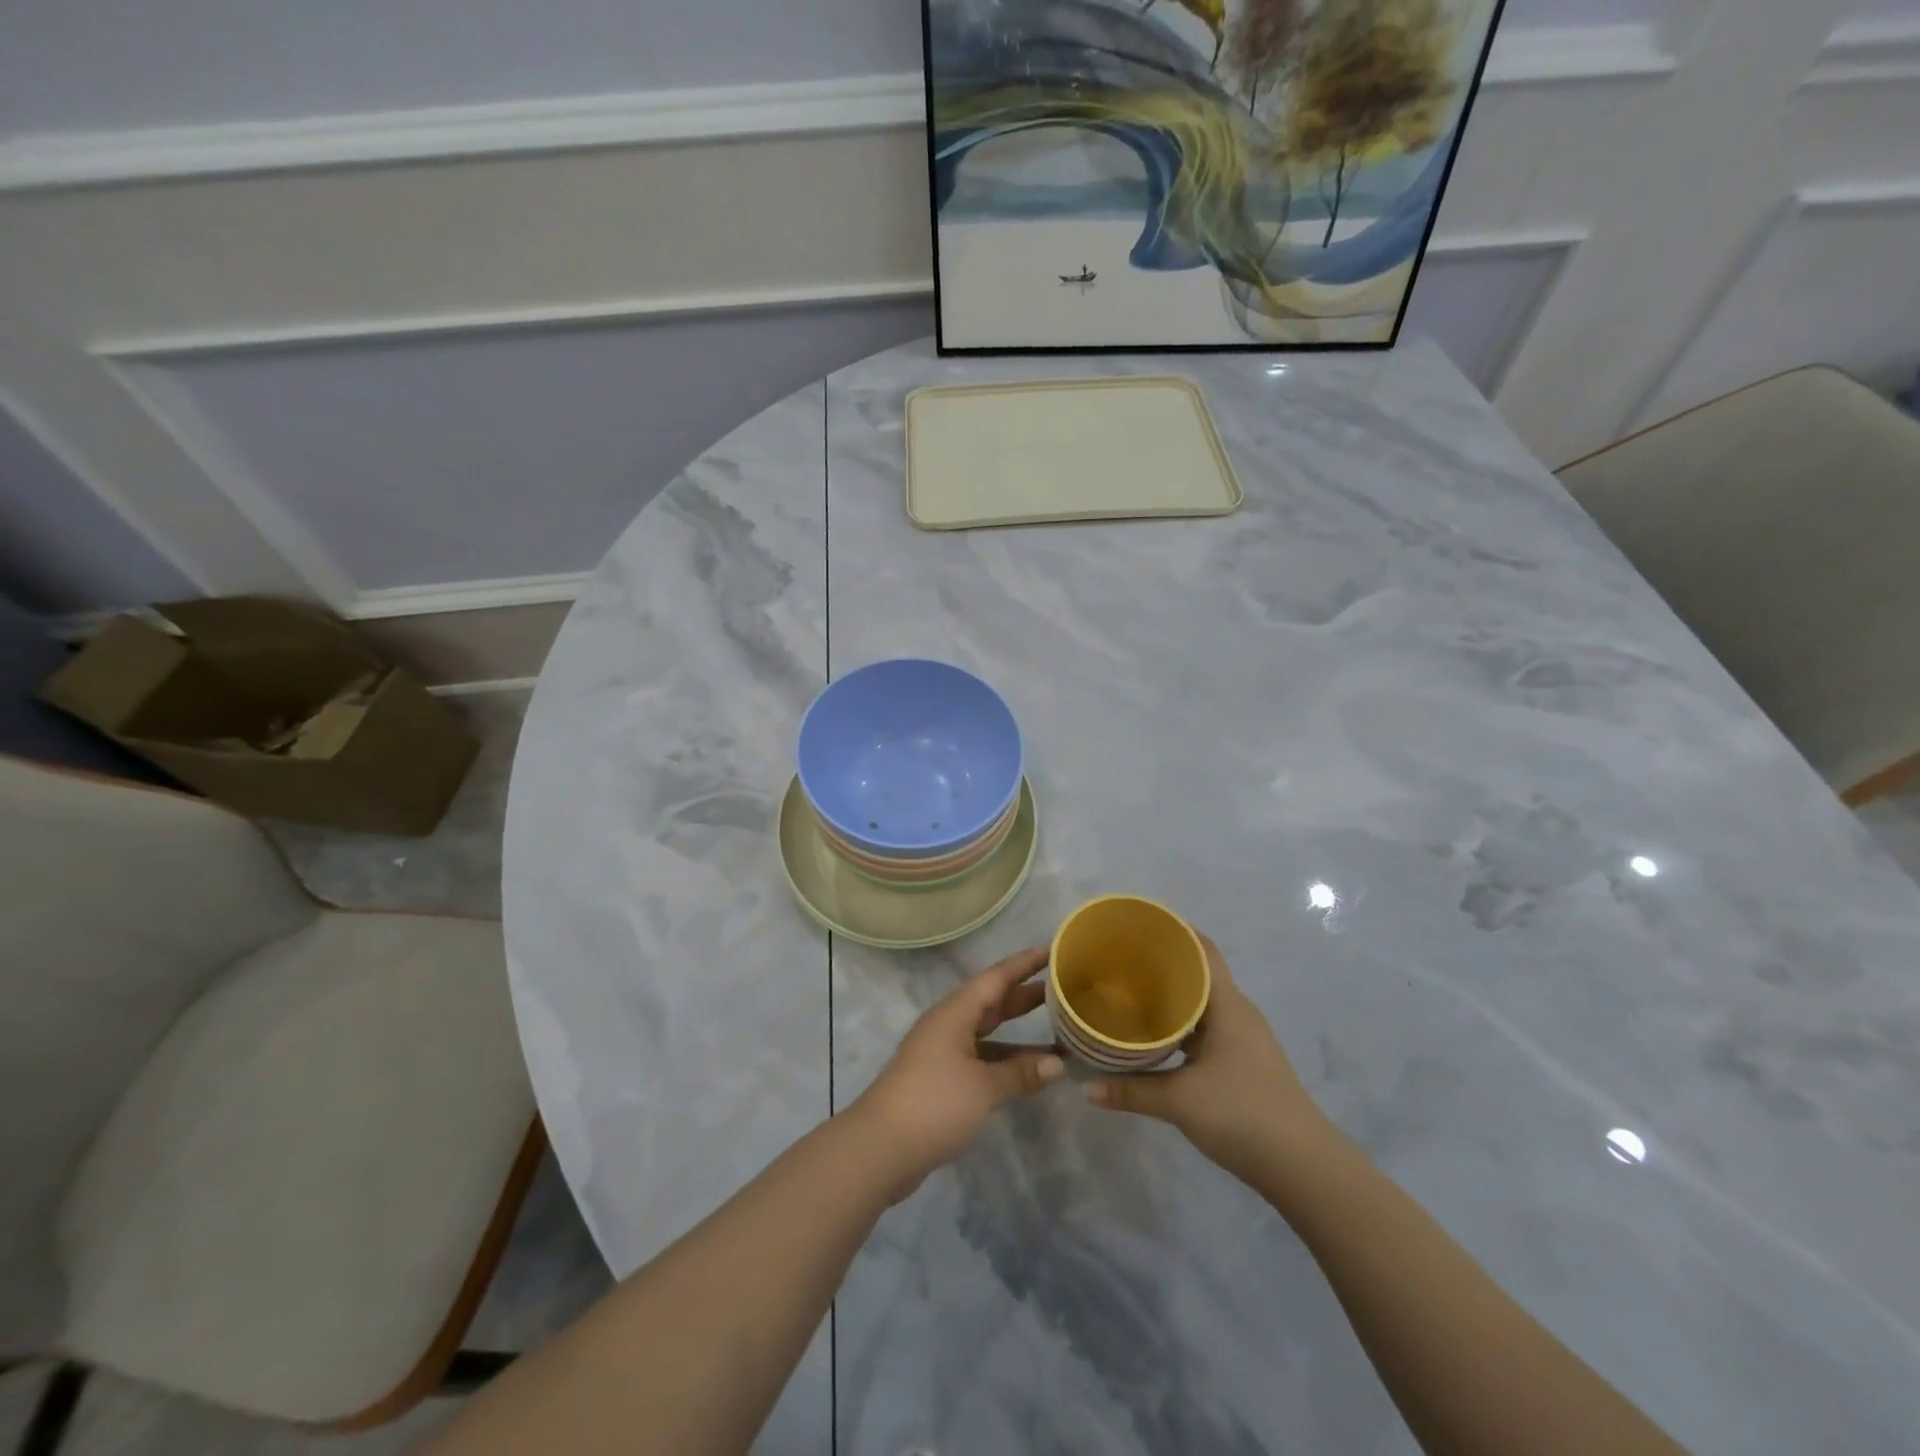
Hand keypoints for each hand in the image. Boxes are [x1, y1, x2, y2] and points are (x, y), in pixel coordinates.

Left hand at [850, 947, 1065, 1197]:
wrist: (880, 1148)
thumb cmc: (934, 1103)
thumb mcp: (984, 1087)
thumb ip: (1021, 1073)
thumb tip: (1059, 1065)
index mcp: (955, 1013)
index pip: (996, 977)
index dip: (1025, 963)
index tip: (1053, 949)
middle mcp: (949, 1025)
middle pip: (992, 1002)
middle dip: (1025, 994)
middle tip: (1063, 987)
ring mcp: (944, 1053)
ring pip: (988, 1032)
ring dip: (1019, 1032)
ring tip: (1058, 1031)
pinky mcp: (943, 1080)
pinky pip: (983, 1058)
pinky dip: (1006, 1060)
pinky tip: (1030, 1071)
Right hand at [1085, 935, 1329, 1183]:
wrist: (1304, 1167)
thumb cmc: (1243, 1114)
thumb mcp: (1180, 1101)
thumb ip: (1131, 1091)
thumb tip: (1085, 1088)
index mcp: (1227, 1005)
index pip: (1202, 949)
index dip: (1173, 930)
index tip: (1137, 924)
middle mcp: (1237, 1013)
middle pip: (1199, 973)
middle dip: (1162, 963)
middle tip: (1119, 958)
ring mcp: (1242, 1038)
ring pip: (1201, 1003)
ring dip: (1171, 996)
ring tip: (1129, 991)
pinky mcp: (1242, 1062)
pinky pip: (1205, 1027)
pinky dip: (1180, 1023)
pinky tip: (1155, 1035)